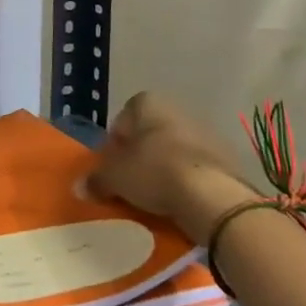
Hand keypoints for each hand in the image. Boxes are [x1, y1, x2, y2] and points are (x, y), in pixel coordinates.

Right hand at [83, 92, 254, 232]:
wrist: (212, 196)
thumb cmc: (154, 172)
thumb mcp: (115, 178)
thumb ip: (97, 179)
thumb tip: (79, 187)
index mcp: (148, 103)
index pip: (123, 120)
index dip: (115, 145)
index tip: (113, 168)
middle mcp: (178, 109)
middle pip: (150, 135)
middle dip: (141, 157)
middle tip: (132, 184)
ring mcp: (206, 132)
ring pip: (175, 151)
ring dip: (165, 169)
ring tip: (156, 198)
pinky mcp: (226, 158)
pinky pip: (197, 169)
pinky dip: (187, 181)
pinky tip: (180, 202)